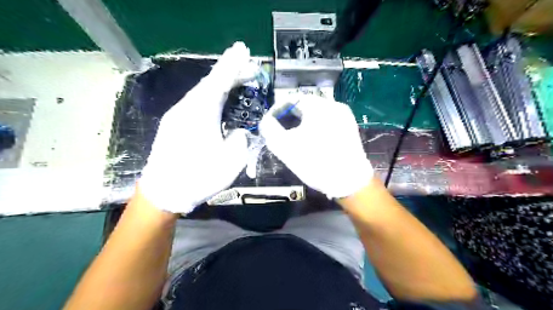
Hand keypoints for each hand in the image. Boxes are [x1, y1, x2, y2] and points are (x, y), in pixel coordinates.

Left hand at [138, 43, 254, 214]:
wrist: (163, 192)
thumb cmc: (198, 177)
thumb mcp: (231, 161)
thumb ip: (240, 139)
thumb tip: (237, 130)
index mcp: (201, 113)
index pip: (220, 81)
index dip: (232, 64)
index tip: (243, 49)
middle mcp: (187, 108)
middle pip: (210, 83)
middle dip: (230, 72)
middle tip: (248, 67)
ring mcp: (177, 115)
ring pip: (202, 92)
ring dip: (221, 84)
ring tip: (237, 81)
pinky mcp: (174, 124)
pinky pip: (196, 102)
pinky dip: (211, 96)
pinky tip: (219, 100)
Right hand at [261, 95, 373, 198]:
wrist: (349, 182)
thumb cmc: (315, 162)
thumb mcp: (285, 146)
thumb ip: (270, 129)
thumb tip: (267, 121)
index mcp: (318, 106)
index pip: (291, 99)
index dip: (276, 110)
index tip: (269, 124)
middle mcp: (333, 105)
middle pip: (304, 105)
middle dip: (289, 117)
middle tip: (280, 132)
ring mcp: (344, 116)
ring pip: (316, 114)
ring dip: (302, 122)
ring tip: (294, 138)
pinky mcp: (350, 127)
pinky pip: (327, 121)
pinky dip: (315, 127)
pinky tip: (311, 141)